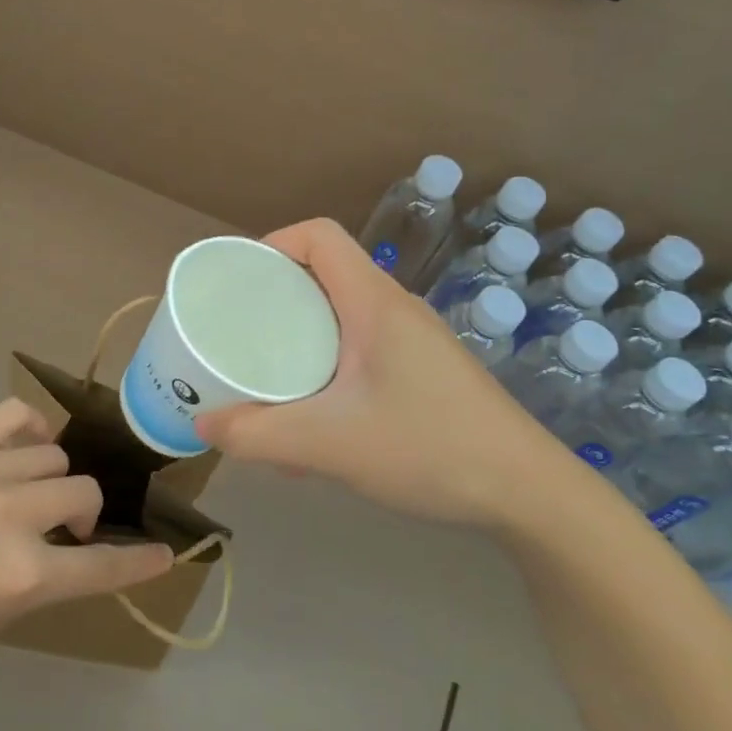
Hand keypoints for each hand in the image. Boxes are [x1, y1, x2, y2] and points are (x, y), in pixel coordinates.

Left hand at [0, 399, 174, 672]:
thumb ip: (41, 581)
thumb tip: (69, 548)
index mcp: (24, 576)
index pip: (102, 565)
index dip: (139, 563)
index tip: (164, 555)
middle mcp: (14, 517)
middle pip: (85, 492)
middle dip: (83, 513)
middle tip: (59, 528)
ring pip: (55, 456)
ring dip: (52, 479)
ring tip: (27, 491)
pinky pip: (17, 415)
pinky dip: (32, 428)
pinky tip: (24, 446)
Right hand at [193, 218, 568, 526]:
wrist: (528, 494)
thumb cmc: (429, 448)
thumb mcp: (330, 445)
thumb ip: (258, 435)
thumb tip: (203, 424)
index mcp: (373, 302)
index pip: (319, 236)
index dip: (272, 244)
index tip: (238, 283)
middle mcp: (394, 309)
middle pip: (324, 274)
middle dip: (275, 298)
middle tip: (239, 334)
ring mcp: (414, 341)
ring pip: (341, 317)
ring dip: (301, 338)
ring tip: (269, 380)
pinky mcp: (424, 372)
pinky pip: (361, 351)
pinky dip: (327, 368)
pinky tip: (318, 422)